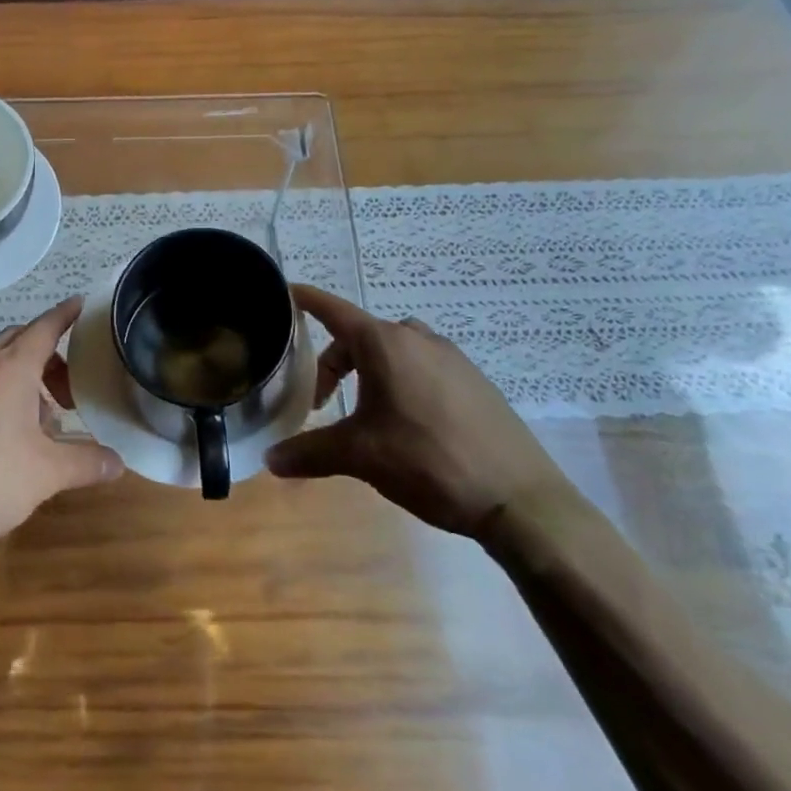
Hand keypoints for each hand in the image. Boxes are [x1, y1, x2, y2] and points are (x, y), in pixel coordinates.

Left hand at [0, 297, 123, 558]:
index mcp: (9, 369)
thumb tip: (118, 462)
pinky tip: (5, 433)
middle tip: (71, 386)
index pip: (44, 327)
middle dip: (49, 355)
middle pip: (20, 342)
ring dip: (23, 376)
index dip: (66, 315)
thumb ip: (86, 463)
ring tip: (42, 416)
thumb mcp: (46, 475)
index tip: (82, 304)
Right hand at [265, 285, 573, 537]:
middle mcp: (417, 339)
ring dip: (370, 371)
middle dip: (334, 363)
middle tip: (324, 402)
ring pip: (394, 351)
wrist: (519, 498)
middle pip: (360, 336)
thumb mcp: (359, 456)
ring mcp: (452, 358)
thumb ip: (310, 452)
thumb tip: (271, 459)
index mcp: (385, 344)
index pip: (333, 310)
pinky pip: (424, 367)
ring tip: (366, 413)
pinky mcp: (475, 381)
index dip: (305, 300)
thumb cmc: (427, 461)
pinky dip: (402, 381)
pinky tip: (409, 424)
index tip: (285, 292)